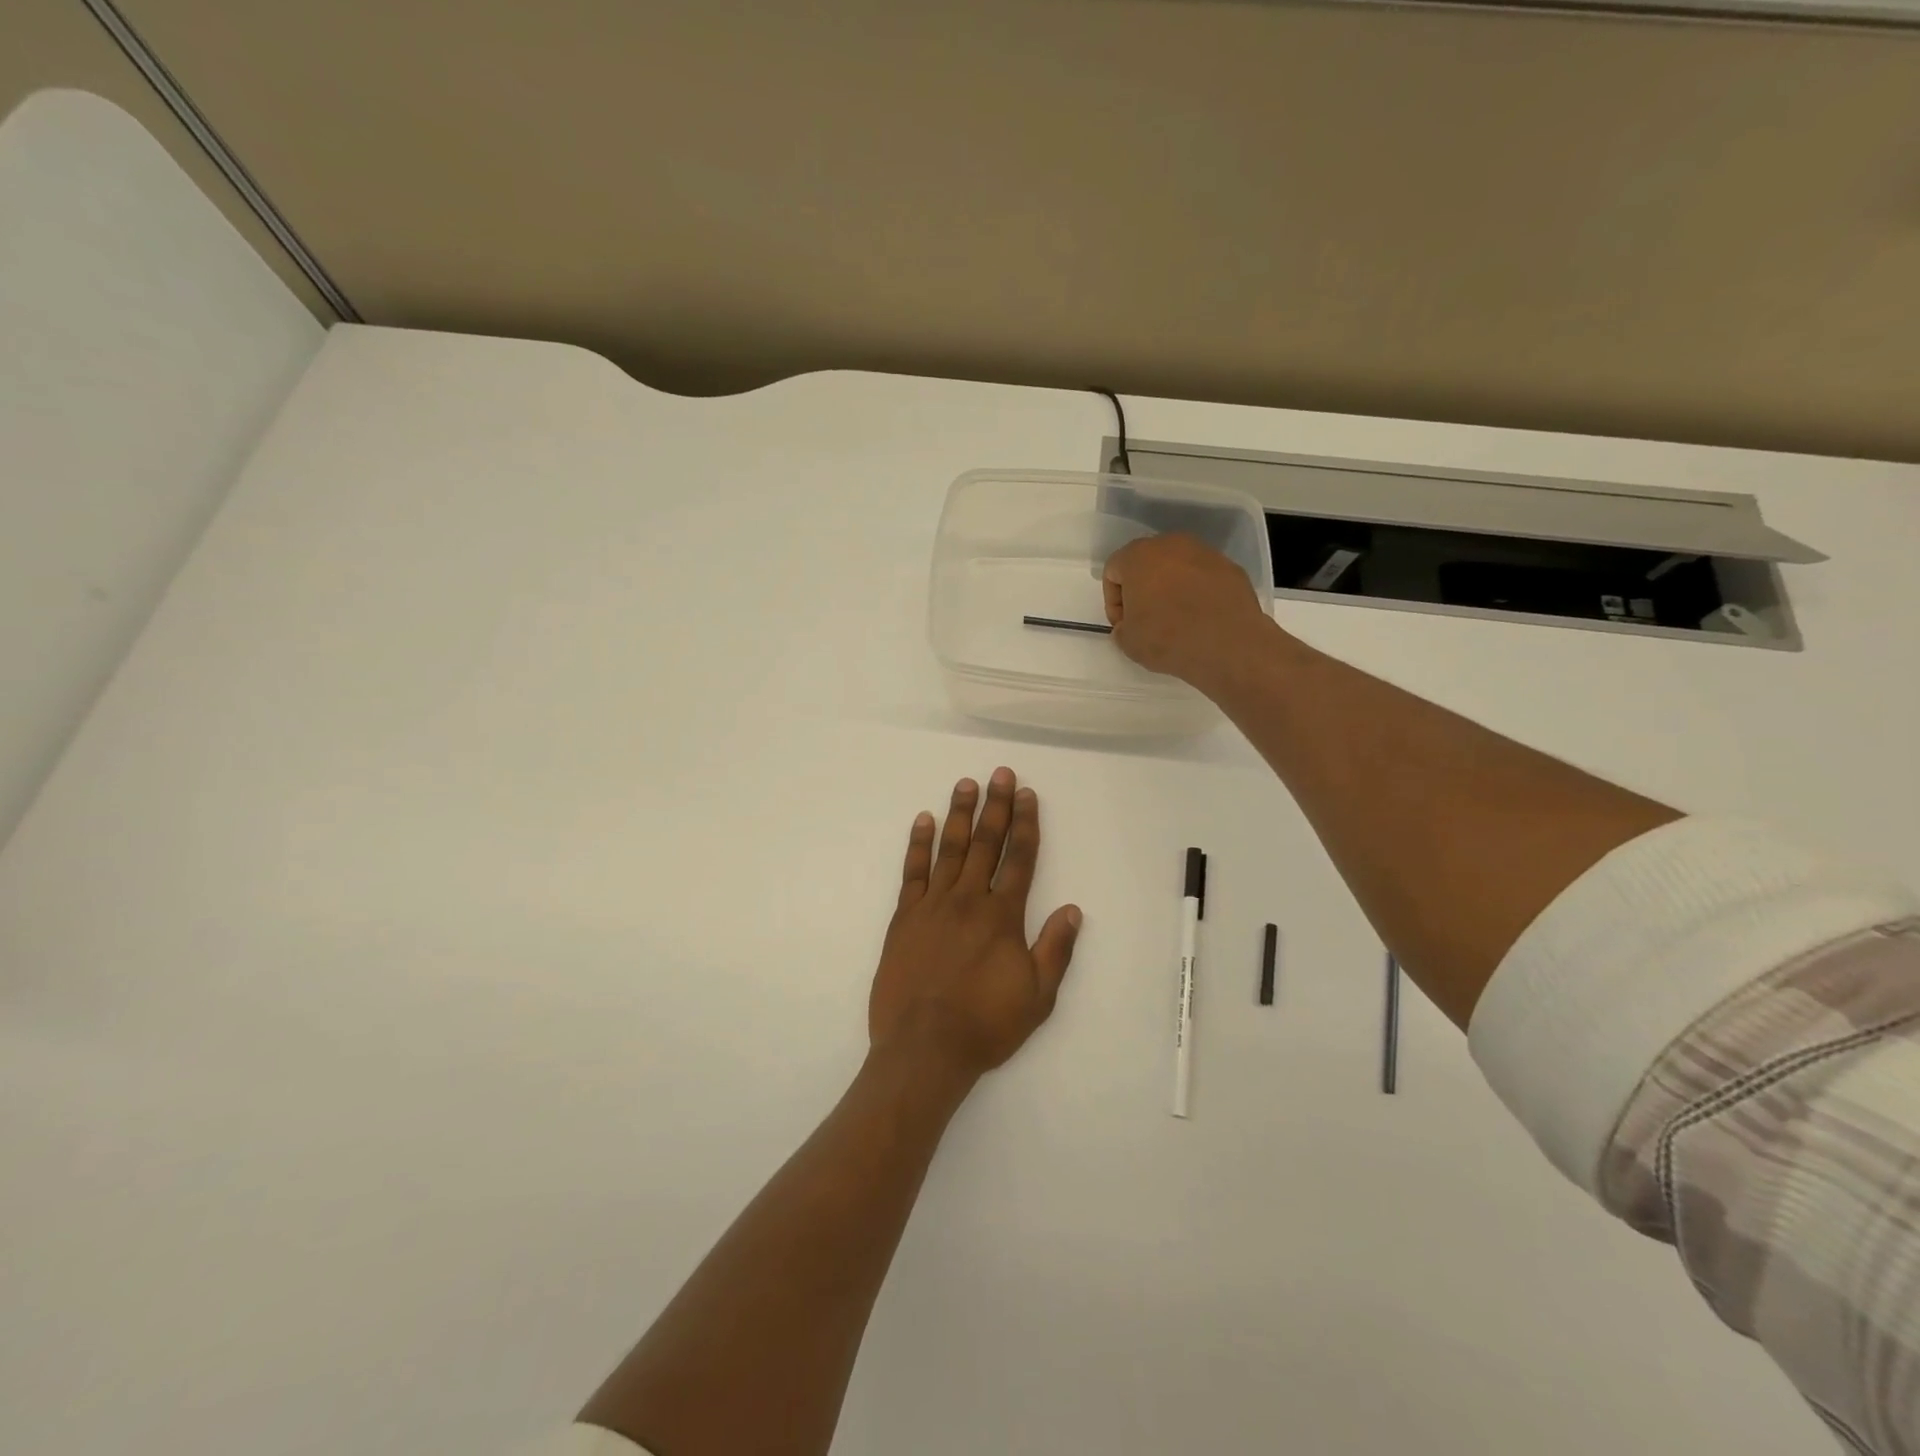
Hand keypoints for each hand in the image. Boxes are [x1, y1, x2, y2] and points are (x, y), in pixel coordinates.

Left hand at [869, 768, 1081, 1077]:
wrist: (924, 1048)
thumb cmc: (985, 1025)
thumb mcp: (1037, 996)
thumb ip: (1055, 950)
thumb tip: (1072, 910)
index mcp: (1003, 916)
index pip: (1019, 859)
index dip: (1025, 824)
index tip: (1027, 794)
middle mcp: (969, 900)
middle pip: (985, 843)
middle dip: (995, 806)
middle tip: (999, 773)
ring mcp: (933, 905)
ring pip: (949, 849)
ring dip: (959, 814)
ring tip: (965, 784)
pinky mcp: (904, 918)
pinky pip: (912, 872)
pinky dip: (918, 844)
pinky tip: (923, 820)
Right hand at [1102, 533, 1276, 687]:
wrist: (1228, 644)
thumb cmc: (1167, 638)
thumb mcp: (1128, 642)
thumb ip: (1121, 628)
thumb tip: (1129, 625)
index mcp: (1139, 556)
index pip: (1114, 571)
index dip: (1113, 601)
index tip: (1123, 624)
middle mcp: (1171, 544)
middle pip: (1146, 563)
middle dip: (1142, 589)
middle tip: (1146, 619)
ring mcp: (1205, 553)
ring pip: (1177, 568)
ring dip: (1171, 589)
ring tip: (1176, 620)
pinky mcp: (1230, 567)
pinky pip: (1204, 578)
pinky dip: (1198, 593)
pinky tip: (1201, 618)